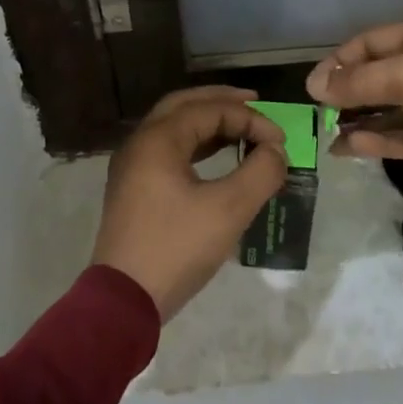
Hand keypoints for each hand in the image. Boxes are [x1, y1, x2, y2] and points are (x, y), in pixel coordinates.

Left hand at [91, 86, 288, 321]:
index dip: (250, 119)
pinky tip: (217, 155)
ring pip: (174, 126)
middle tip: (255, 102)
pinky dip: (195, 143)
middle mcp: (140, 142)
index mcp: (158, 139)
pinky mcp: (133, 188)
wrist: (122, 302)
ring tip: (241, 127)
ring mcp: (132, 166)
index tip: (280, 140)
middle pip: (185, 105)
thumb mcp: (229, 210)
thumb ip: (260, 172)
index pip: (210, 109)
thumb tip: (275, 151)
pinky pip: (167, 149)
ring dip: (208, 121)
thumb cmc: (176, 248)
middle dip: (222, 101)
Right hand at [305, 16, 402, 199]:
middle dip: (349, 94)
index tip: (311, 88)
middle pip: (382, 76)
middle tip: (317, 116)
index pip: (371, 43)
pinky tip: (355, 148)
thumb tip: (315, 87)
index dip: (339, 62)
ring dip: (364, 122)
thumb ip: (361, 82)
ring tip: (329, 139)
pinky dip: (385, 141)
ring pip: (395, 110)